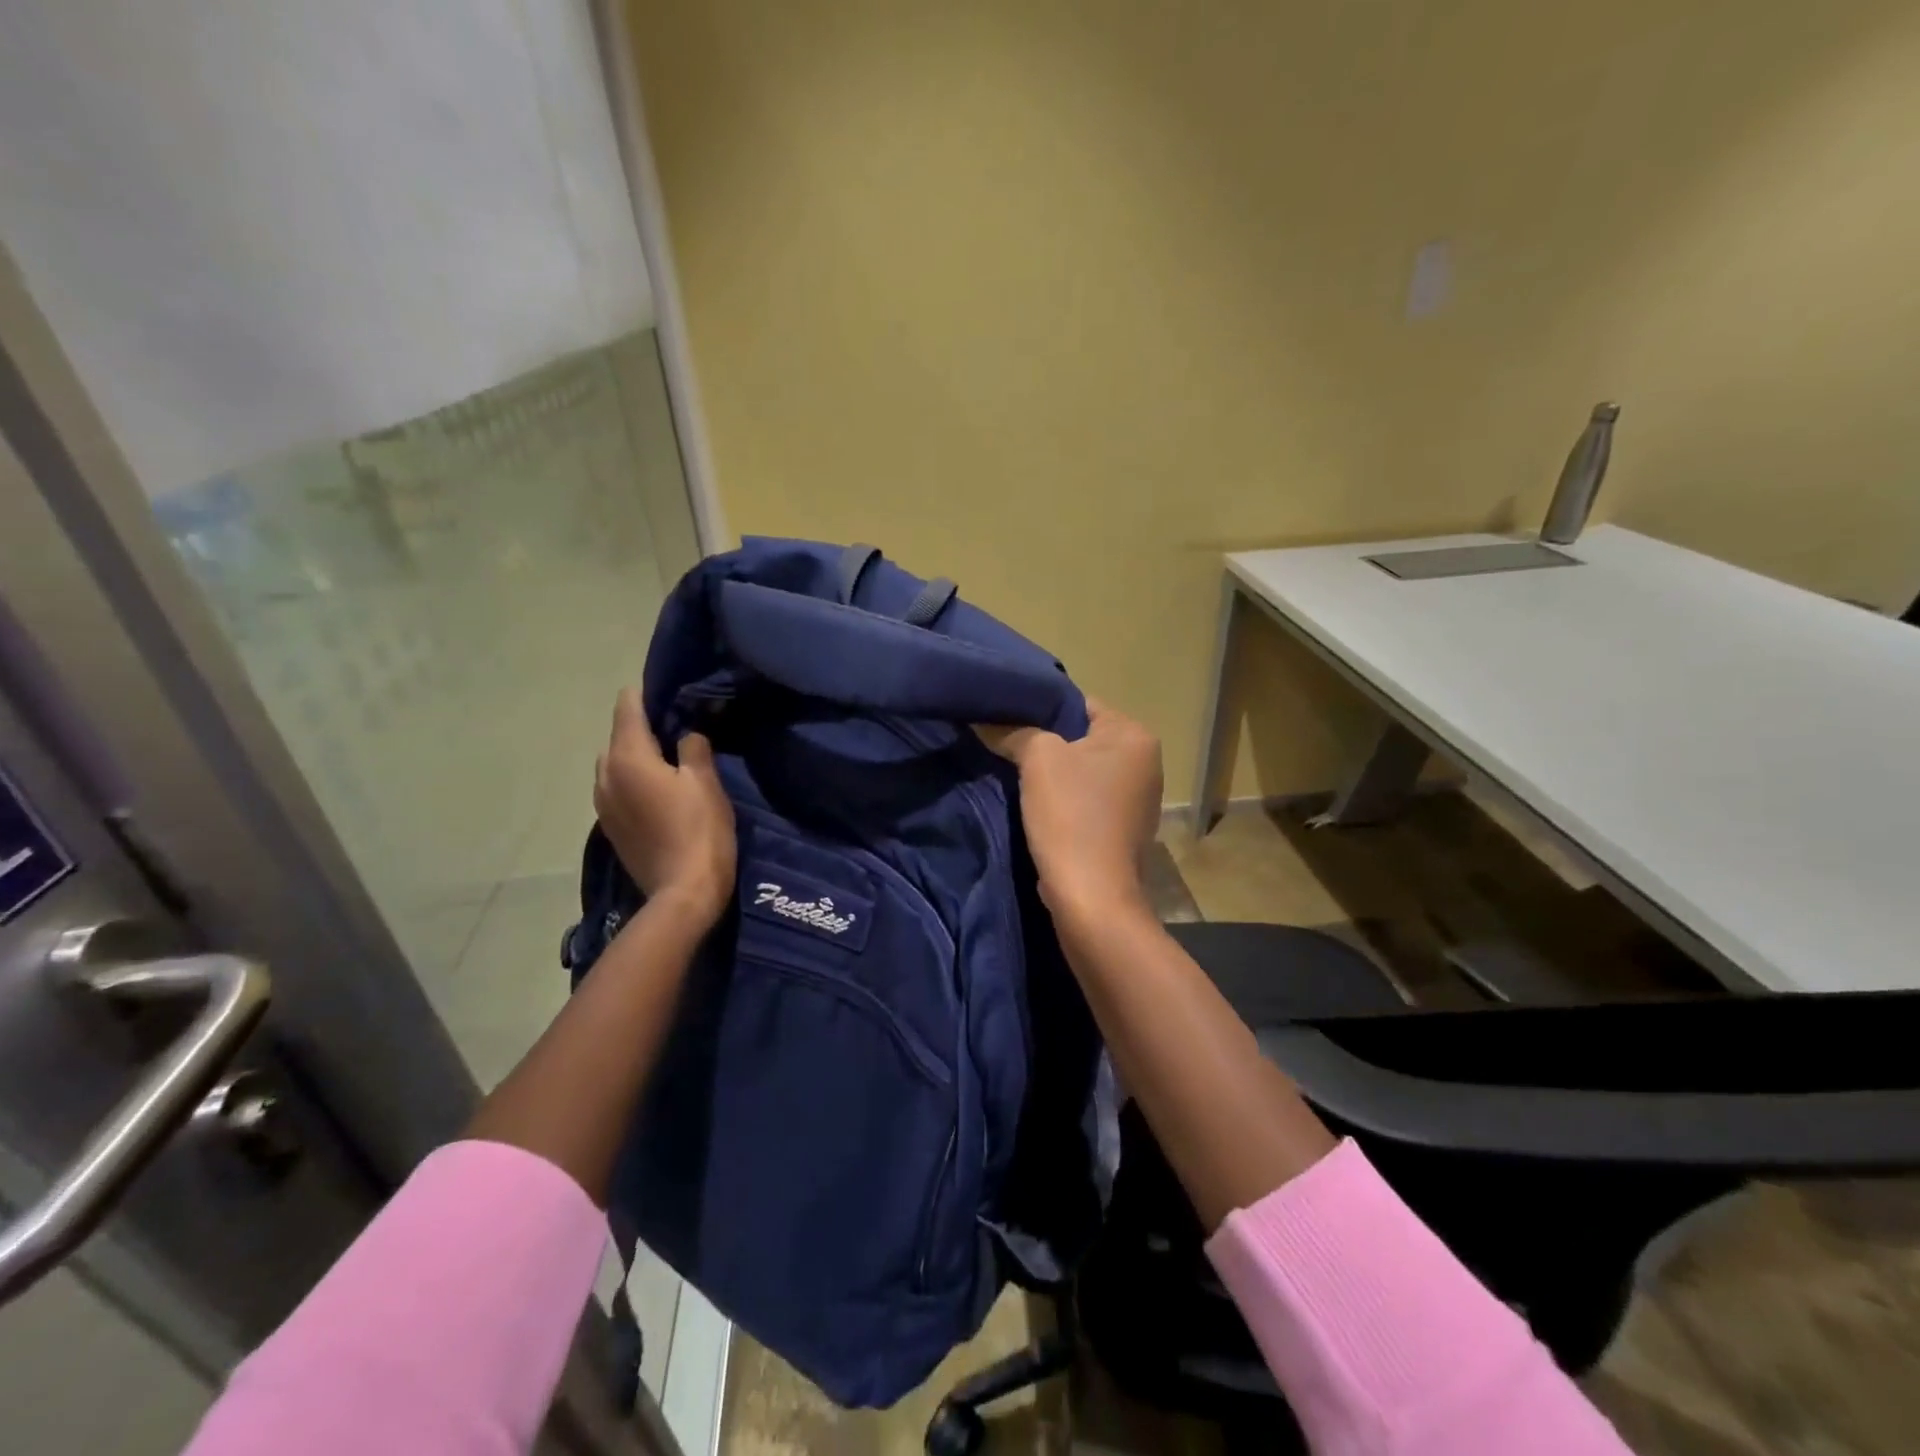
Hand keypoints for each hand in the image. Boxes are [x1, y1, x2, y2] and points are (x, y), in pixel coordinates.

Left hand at [594, 688, 735, 926]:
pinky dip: (635, 780)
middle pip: (619, 735)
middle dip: (644, 727)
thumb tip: (686, 735)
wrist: (682, 893)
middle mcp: (605, 775)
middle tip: (679, 729)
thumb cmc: (698, 831)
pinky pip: (618, 788)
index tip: (673, 690)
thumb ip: (693, 747)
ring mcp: (602, 803)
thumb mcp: (705, 782)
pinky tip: (660, 792)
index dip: (648, 693)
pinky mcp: (609, 826)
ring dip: (638, 756)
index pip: (627, 706)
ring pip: (616, 763)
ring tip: (671, 761)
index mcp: (627, 757)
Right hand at [977, 698, 1162, 921]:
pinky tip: (1038, 811)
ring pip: (1082, 772)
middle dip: (1045, 745)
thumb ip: (1016, 731)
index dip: (1039, 710)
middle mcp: (1146, 763)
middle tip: (1007, 749)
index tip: (1007, 722)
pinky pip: (1087, 801)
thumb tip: (991, 721)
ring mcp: (1138, 800)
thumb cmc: (1070, 815)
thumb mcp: (1037, 758)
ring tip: (1018, 779)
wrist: (1091, 897)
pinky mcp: (1124, 830)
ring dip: (1053, 776)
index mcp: (1135, 736)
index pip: (1079, 704)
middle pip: (1081, 738)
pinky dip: (1064, 802)